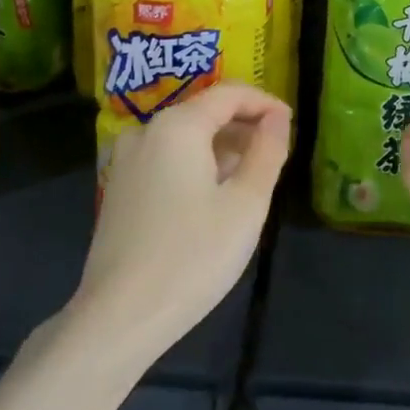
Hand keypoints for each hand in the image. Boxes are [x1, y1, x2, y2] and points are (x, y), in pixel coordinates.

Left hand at [75, 82, 290, 359]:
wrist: (120, 315)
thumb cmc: (194, 255)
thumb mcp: (246, 203)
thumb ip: (267, 151)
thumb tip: (277, 118)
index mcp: (177, 126)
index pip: (229, 93)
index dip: (264, 103)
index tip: (291, 124)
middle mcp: (146, 131)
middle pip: (204, 112)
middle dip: (243, 126)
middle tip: (276, 155)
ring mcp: (126, 159)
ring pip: (184, 137)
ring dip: (221, 147)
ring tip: (250, 179)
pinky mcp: (119, 187)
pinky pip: (166, 158)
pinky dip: (196, 164)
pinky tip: (214, 197)